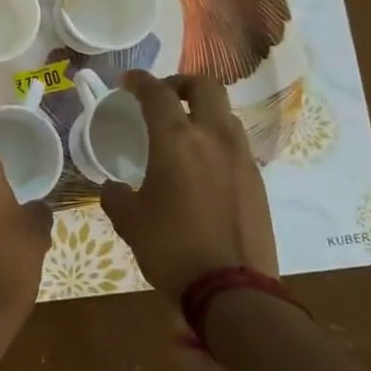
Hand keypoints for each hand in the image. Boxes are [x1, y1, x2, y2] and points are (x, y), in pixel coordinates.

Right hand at [99, 70, 278, 299]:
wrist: (232, 289)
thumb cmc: (171, 248)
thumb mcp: (129, 221)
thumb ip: (115, 196)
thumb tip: (113, 187)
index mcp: (176, 140)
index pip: (157, 93)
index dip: (140, 80)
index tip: (127, 81)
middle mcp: (213, 137)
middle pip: (204, 86)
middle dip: (181, 83)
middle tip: (163, 96)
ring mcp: (241, 157)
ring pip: (225, 113)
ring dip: (203, 110)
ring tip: (184, 130)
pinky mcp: (257, 180)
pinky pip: (236, 144)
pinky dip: (217, 140)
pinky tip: (203, 165)